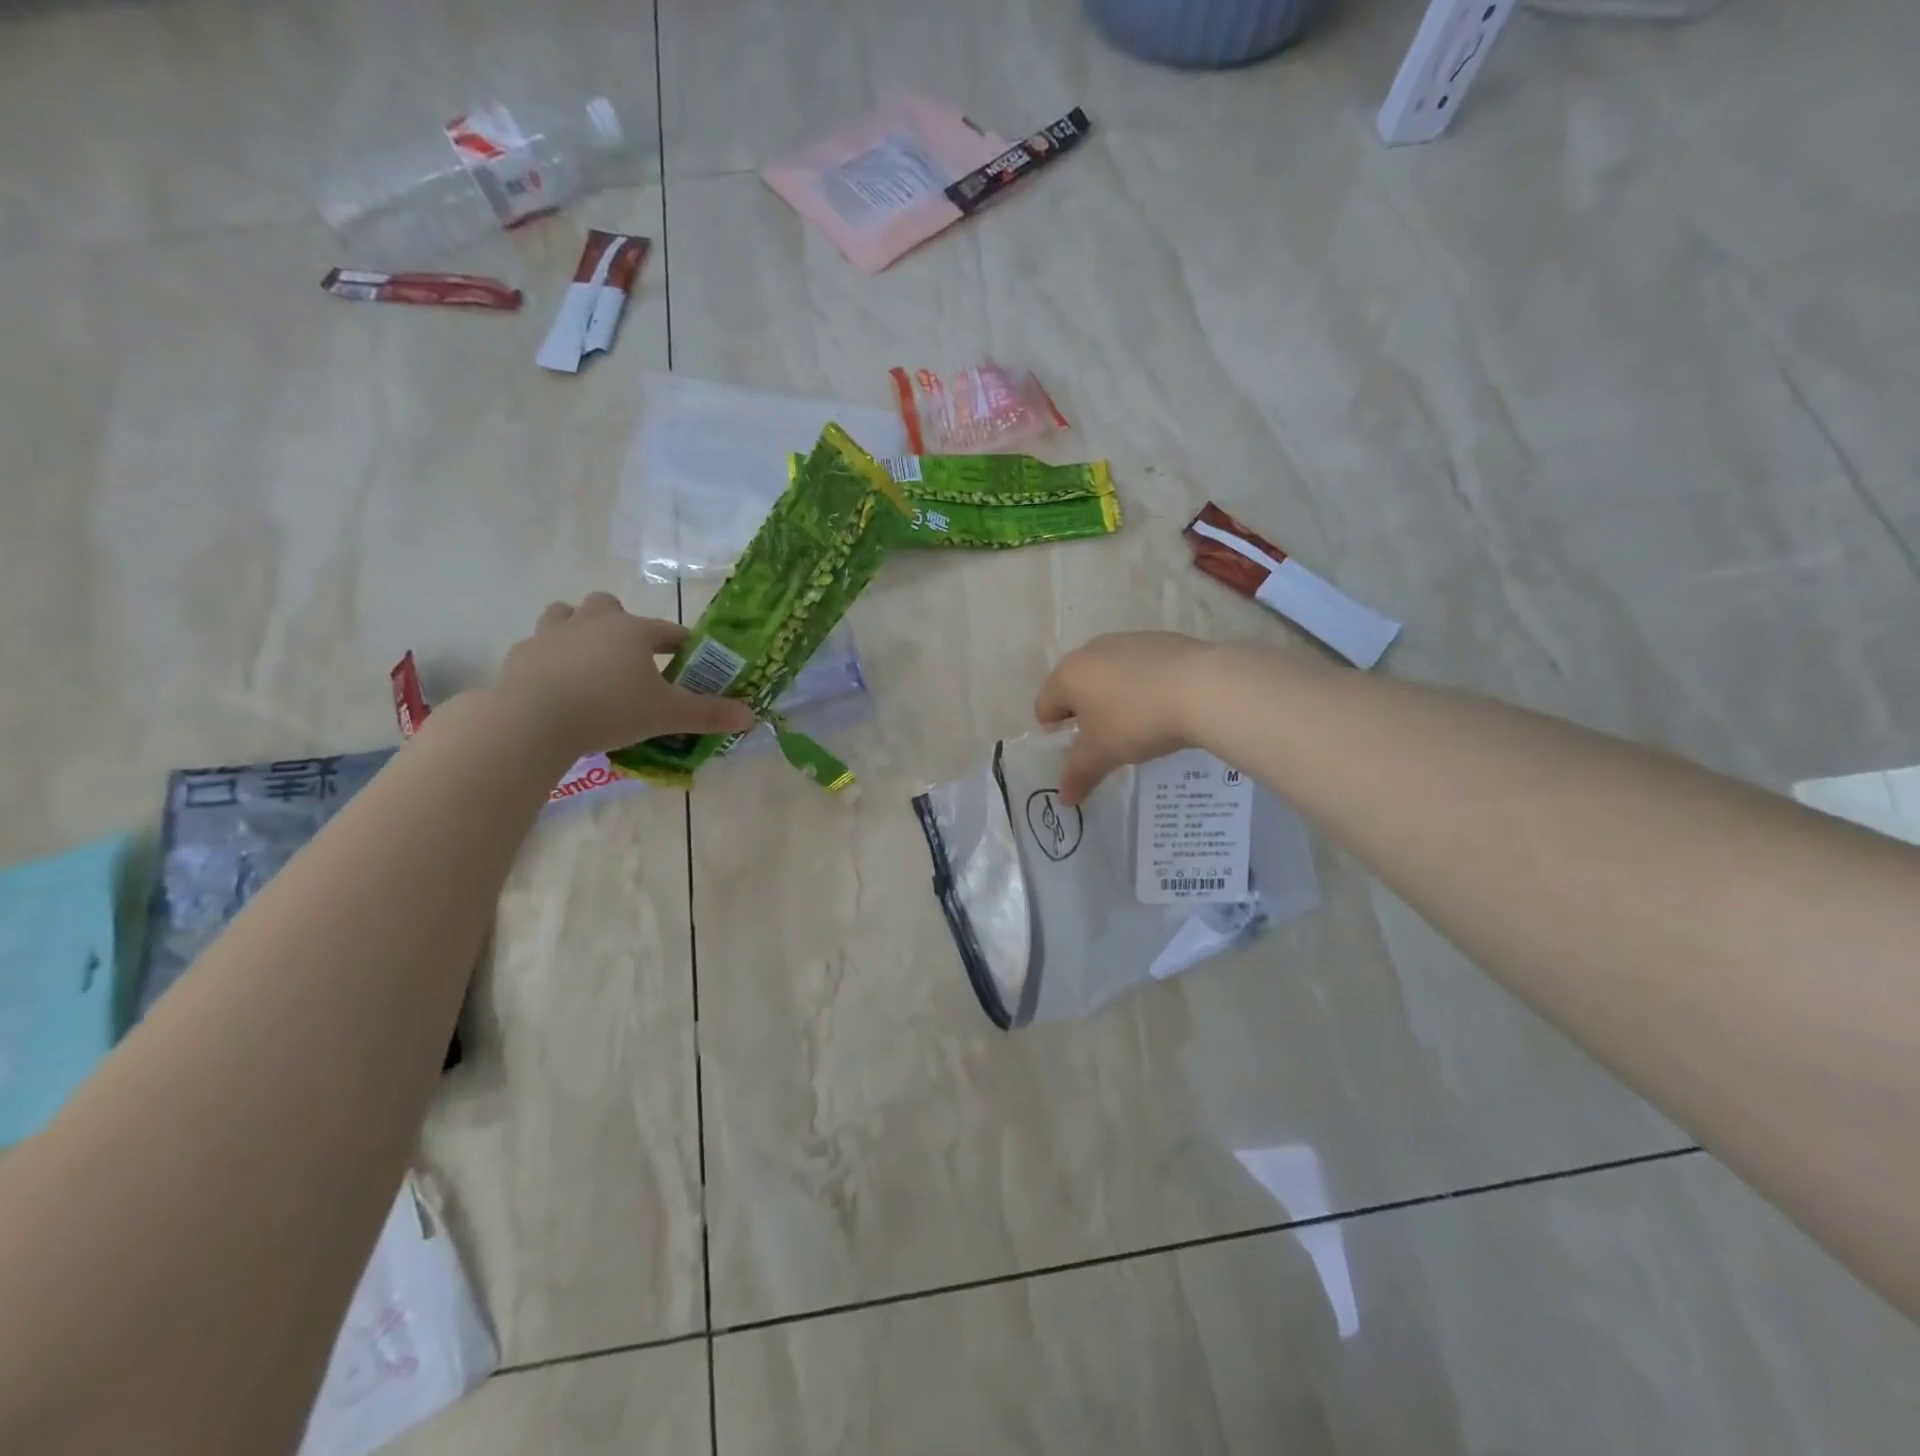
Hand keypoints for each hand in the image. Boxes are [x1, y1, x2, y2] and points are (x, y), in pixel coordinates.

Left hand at [496, 593, 756, 756]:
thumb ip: (709, 715)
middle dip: (620, 623)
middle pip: (607, 605)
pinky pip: (537, 647)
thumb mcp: (668, 715)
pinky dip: (549, 659)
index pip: (667, 630)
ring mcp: (550, 635)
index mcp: (632, 631)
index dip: (682, 643)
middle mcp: (592, 622)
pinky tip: (556, 683)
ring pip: (564, 614)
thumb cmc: (611, 708)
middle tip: (630, 657)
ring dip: (577, 629)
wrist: (534, 720)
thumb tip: (751, 717)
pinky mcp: (521, 656)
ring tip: (588, 660)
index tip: (690, 658)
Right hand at [1035, 632, 1219, 804]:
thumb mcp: (1103, 754)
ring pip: (1108, 674)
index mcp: (1068, 675)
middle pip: (1075, 686)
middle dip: (1084, 713)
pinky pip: (1139, 667)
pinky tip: (1163, 704)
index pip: (1044, 705)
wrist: (1203, 688)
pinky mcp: (1160, 639)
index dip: (1055, 733)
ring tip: (1138, 722)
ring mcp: (1127, 640)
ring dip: (1113, 697)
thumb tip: (1063, 799)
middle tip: (1105, 739)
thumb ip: (1078, 774)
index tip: (1078, 752)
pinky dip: (1142, 684)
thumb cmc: (1137, 721)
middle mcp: (1091, 650)